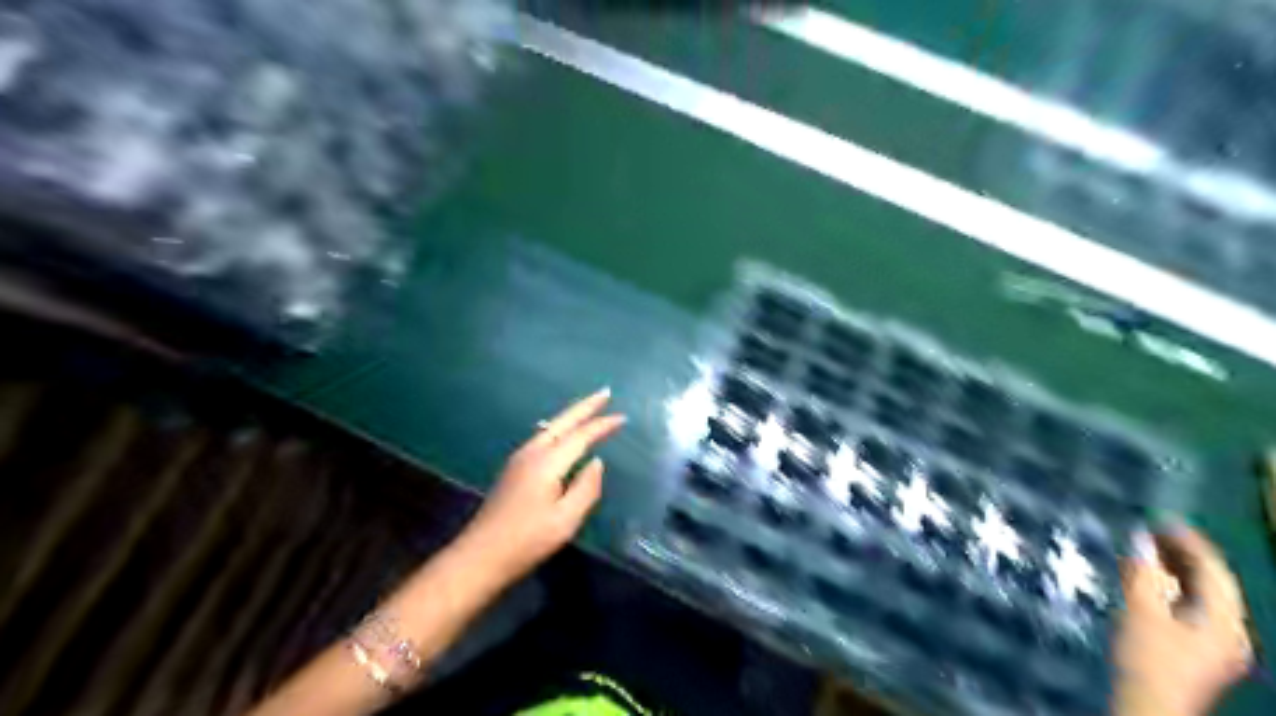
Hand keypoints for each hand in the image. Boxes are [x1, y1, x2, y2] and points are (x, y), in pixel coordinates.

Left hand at [451, 390, 627, 589]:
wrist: (480, 556)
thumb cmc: (527, 541)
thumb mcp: (565, 521)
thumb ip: (586, 489)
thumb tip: (597, 463)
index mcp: (547, 463)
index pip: (580, 436)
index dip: (602, 425)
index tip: (623, 417)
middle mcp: (532, 453)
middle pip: (562, 422)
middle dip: (585, 406)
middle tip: (606, 392)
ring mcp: (519, 459)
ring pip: (551, 428)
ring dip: (572, 416)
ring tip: (590, 408)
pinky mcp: (514, 469)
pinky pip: (543, 437)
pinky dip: (560, 428)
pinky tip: (565, 434)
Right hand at [1120, 527, 1253, 715]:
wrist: (1149, 706)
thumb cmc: (1148, 658)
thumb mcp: (1141, 611)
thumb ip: (1142, 573)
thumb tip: (1140, 539)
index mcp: (1224, 620)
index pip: (1214, 570)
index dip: (1188, 541)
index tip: (1160, 519)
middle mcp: (1230, 629)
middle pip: (1211, 582)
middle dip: (1181, 554)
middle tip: (1149, 530)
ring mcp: (1217, 642)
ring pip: (1200, 594)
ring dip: (1174, 570)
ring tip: (1143, 549)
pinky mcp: (1199, 649)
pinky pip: (1190, 606)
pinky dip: (1170, 588)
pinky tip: (1147, 580)